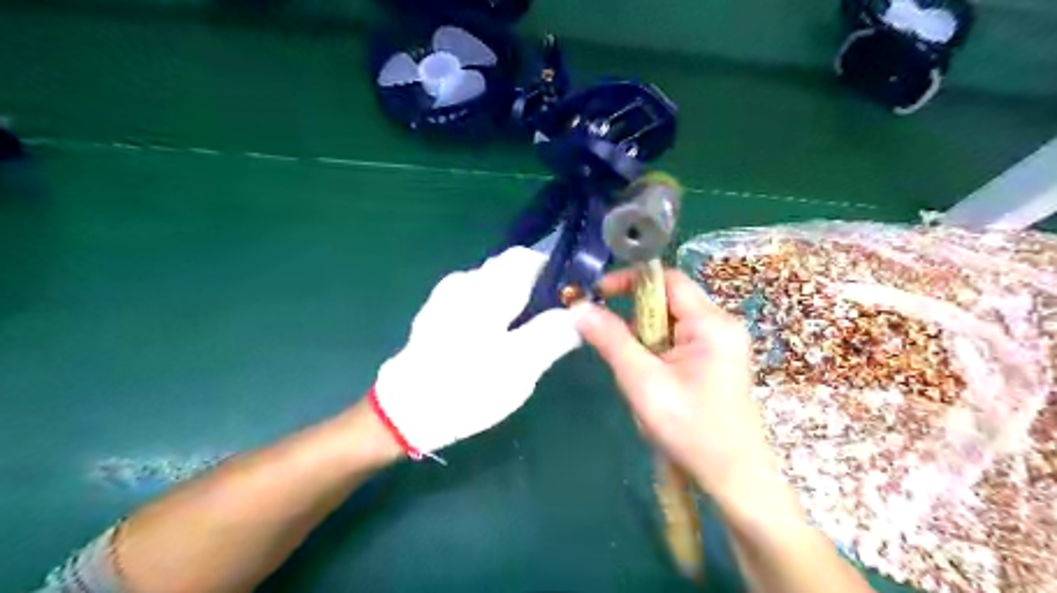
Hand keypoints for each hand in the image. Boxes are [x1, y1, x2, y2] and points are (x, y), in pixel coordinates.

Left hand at [373, 248, 585, 455]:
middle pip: (510, 270)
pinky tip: (497, 341)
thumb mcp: (520, 366)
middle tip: (553, 322)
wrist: (404, 413)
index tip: (572, 296)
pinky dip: (496, 311)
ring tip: (527, 335)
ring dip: (516, 301)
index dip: (555, 271)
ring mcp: (447, 297)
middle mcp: (465, 282)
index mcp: (487, 289)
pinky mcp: (438, 314)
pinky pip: (477, 300)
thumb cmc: (466, 387)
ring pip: (494, 286)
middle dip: (536, 289)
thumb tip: (580, 313)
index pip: (528, 257)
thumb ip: (553, 334)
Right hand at [576, 270, 773, 498]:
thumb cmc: (691, 430)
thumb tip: (579, 309)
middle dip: (635, 317)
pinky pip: (678, 340)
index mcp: (711, 324)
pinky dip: (656, 351)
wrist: (734, 480)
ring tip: (635, 371)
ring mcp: (721, 344)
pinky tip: (651, 379)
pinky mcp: (716, 360)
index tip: (598, 294)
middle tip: (614, 344)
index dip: (631, 280)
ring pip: (670, 323)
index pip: (668, 280)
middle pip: (668, 300)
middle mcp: (721, 325)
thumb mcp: (643, 382)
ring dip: (644, 338)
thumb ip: (610, 341)